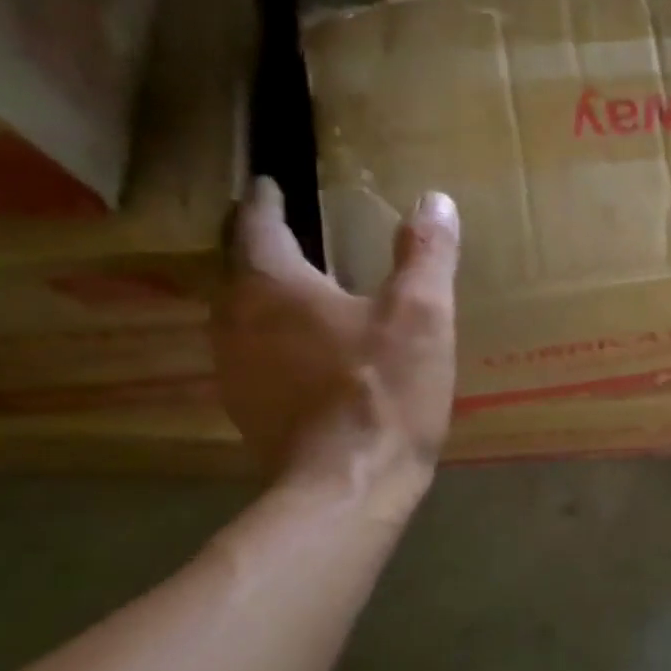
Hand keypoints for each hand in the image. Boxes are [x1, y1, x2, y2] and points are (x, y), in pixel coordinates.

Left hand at [213, 178, 459, 515]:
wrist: (348, 486)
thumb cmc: (382, 390)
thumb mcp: (421, 313)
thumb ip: (426, 254)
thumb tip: (434, 200)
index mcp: (272, 288)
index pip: (258, 226)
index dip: (265, 202)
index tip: (269, 185)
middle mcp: (237, 322)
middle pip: (240, 271)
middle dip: (260, 248)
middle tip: (285, 233)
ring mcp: (236, 372)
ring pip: (241, 316)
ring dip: (263, 297)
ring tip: (295, 290)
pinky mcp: (249, 412)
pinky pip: (254, 357)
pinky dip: (274, 341)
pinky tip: (304, 354)